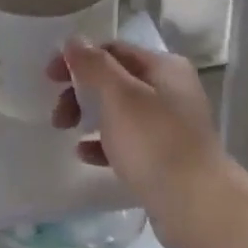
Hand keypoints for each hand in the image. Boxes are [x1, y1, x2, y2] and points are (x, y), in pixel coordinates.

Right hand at [48, 39, 233, 247]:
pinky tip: (85, 155)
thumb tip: (74, 41)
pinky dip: (103, 144)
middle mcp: (170, 91)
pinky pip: (126, 142)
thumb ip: (94, 65)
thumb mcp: (119, 97)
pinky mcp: (164, 157)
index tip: (49, 78)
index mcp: (164, 68)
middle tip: (58, 115)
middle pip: (114, 80)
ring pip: (118, 112)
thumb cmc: (155, 144)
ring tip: (67, 132)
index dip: (78, 59)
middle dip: (80, 92)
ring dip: (88, 116)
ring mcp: (169, 126)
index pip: (113, 50)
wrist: (198, 206)